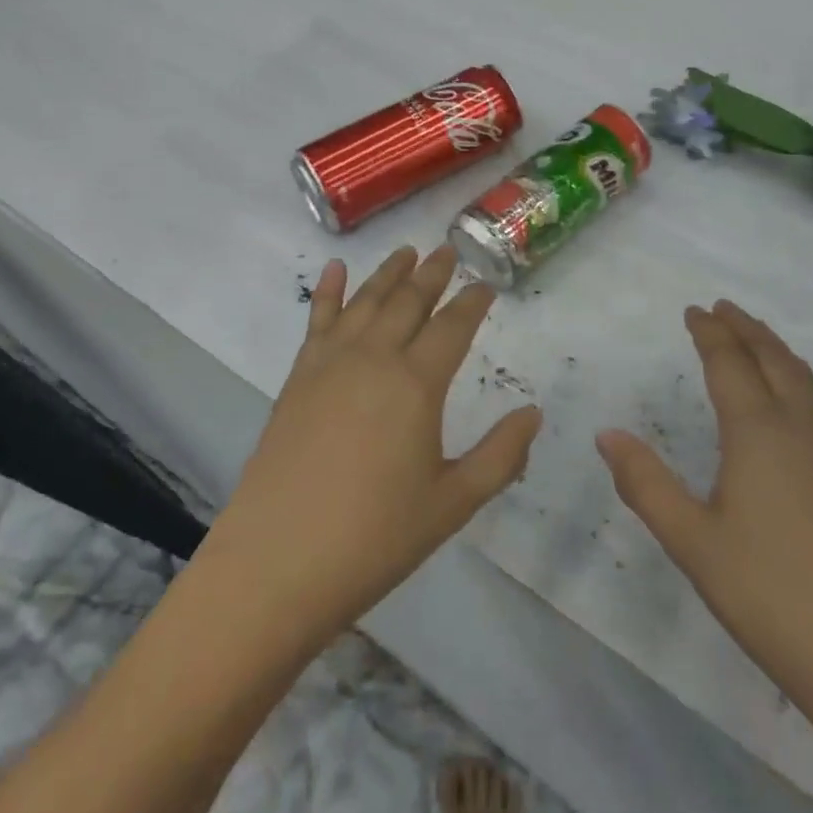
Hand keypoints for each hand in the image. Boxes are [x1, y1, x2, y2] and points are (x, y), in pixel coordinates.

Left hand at [200, 245, 541, 653]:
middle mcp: (374, 358)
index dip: (473, 302)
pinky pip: (318, 320)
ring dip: (388, 273)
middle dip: (433, 274)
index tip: (486, 284)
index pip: (453, 326)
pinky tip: (335, 269)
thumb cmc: (375, 536)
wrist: (277, 561)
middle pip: (409, 301)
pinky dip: (328, 290)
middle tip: (448, 251)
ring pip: (366, 301)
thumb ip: (500, 455)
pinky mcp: (297, 377)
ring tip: (406, 250)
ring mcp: (330, 363)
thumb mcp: (452, 502)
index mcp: (417, 383)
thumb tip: (534, 413)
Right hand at [596, 301, 812, 726]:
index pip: (731, 364)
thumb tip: (607, 435)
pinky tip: (790, 404)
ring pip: (805, 380)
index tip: (695, 311)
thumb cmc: (771, 595)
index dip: (710, 333)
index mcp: (759, 433)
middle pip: (774, 360)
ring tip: (755, 340)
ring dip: (775, 350)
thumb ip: (646, 484)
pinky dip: (796, 380)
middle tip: (723, 308)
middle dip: (746, 329)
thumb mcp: (692, 542)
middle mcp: (802, 430)